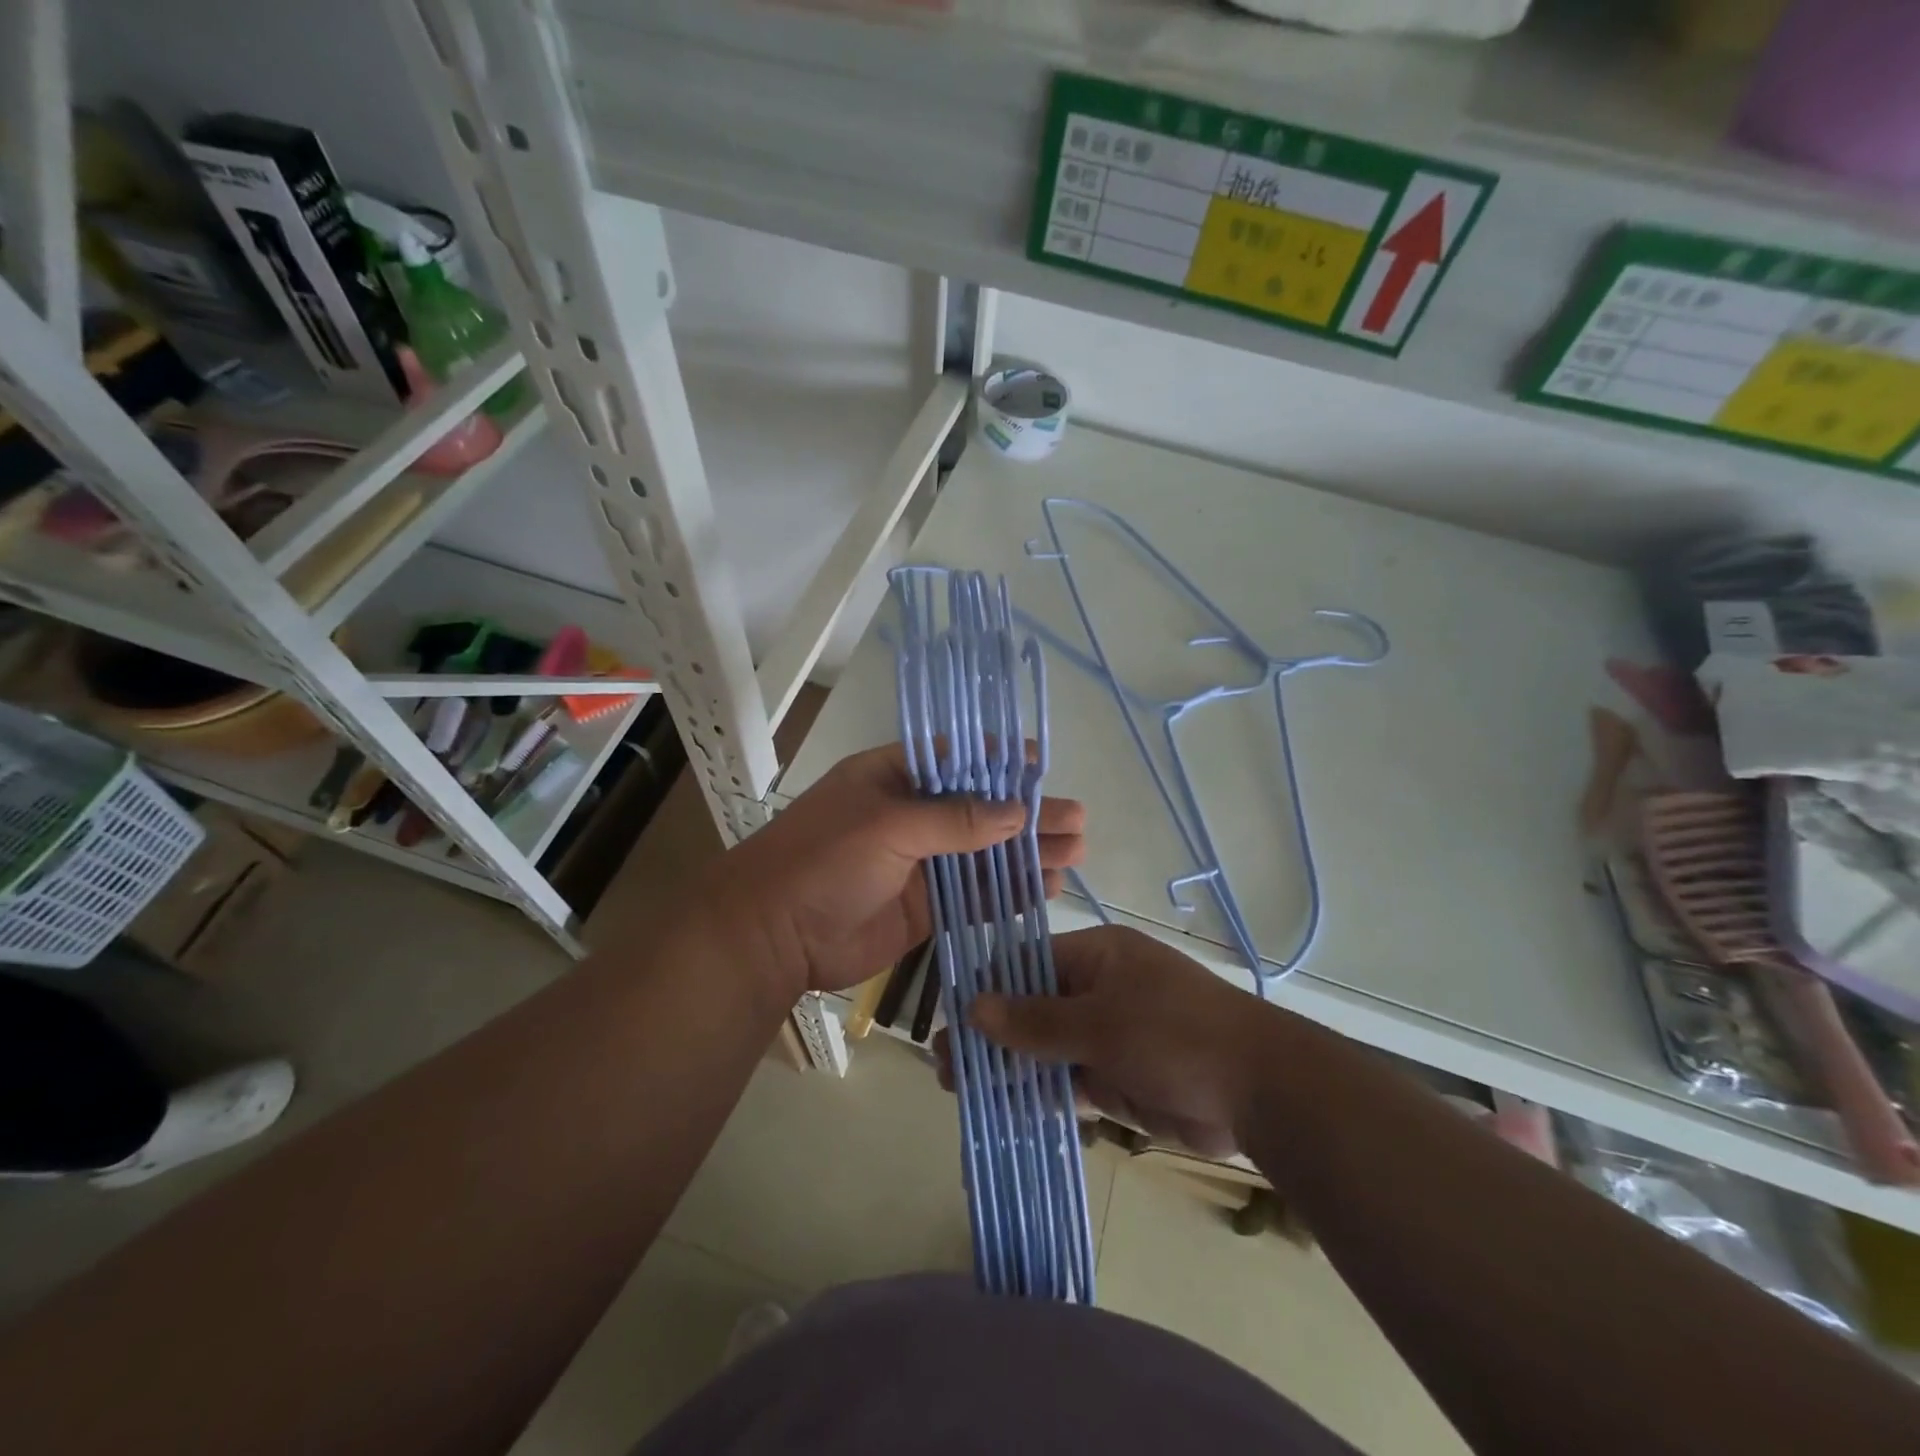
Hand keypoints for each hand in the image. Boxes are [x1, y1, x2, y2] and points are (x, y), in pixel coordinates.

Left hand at [695, 746, 1085, 1003]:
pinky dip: (1008, 891)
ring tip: (1075, 854)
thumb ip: (954, 820)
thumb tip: (1016, 811)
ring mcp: (920, 863)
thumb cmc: (824, 860)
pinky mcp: (925, 907)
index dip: (1001, 763)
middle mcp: (911, 816)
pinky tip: (1045, 887)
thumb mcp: (888, 825)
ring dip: (1026, 854)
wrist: (773, 936)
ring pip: (984, 854)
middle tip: (1077, 822)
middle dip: (1028, 814)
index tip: (1044, 766)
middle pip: (980, 810)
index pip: (957, 761)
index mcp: (894, 778)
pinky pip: (975, 895)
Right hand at [963, 925, 1278, 1158]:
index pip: (1027, 963)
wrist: (1260, 1092)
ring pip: (1045, 1048)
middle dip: (991, 1035)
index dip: (988, 989)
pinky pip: (1067, 1080)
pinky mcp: (1118, 1076)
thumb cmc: (1175, 1034)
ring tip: (960, 1090)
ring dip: (1008, 1067)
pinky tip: (1002, 1109)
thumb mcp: (1100, 1022)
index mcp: (1097, 956)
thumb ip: (1035, 1020)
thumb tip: (973, 1006)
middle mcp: (1098, 989)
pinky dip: (1038, 1093)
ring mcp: (1108, 1034)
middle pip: (1032, 1008)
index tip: (950, 1018)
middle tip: (945, 1065)